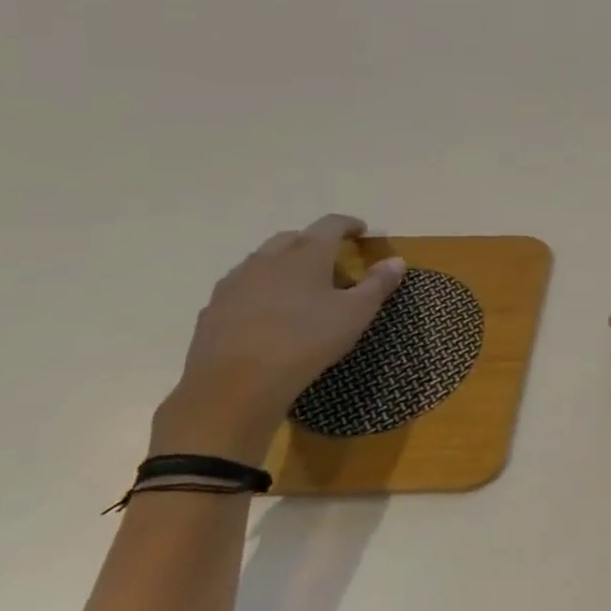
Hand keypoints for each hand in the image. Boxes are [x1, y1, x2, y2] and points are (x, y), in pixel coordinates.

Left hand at [151, 215, 405, 465]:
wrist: (234, 386)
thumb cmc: (306, 342)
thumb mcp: (356, 314)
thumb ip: (378, 284)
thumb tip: (396, 260)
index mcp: (306, 254)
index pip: (330, 224)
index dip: (349, 224)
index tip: (362, 231)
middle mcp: (268, 258)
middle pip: (294, 238)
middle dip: (315, 243)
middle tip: (333, 264)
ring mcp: (236, 282)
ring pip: (264, 261)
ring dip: (285, 265)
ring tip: (301, 288)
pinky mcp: (213, 308)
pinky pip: (243, 287)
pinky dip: (261, 289)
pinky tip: (269, 313)